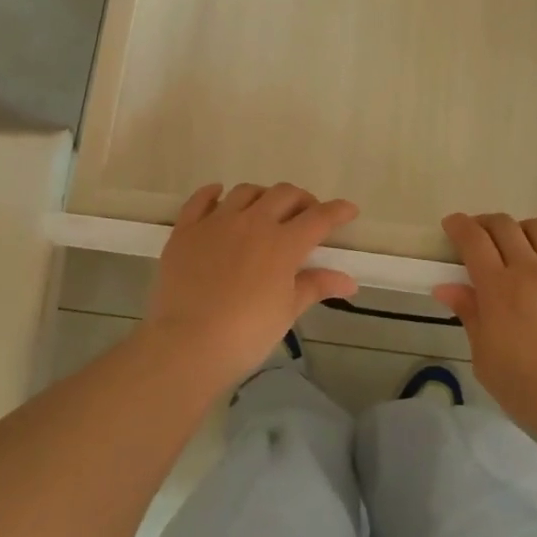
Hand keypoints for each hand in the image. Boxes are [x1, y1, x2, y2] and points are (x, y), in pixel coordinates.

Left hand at [145, 183, 359, 391]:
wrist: (188, 344)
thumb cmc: (246, 334)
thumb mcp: (287, 311)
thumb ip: (316, 286)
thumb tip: (349, 281)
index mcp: (283, 243)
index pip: (319, 217)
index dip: (338, 211)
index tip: (349, 210)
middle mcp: (253, 222)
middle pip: (284, 195)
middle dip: (302, 200)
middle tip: (306, 215)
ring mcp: (217, 222)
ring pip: (246, 191)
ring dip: (263, 196)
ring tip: (266, 210)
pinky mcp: (187, 230)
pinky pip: (200, 199)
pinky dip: (213, 193)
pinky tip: (219, 195)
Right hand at [434, 213, 536, 439]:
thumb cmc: (530, 391)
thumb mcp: (486, 359)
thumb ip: (469, 316)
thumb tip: (446, 287)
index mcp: (498, 288)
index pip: (473, 239)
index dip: (459, 225)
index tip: (452, 225)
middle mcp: (530, 269)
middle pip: (504, 226)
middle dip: (486, 224)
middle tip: (481, 237)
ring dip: (522, 231)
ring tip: (521, 246)